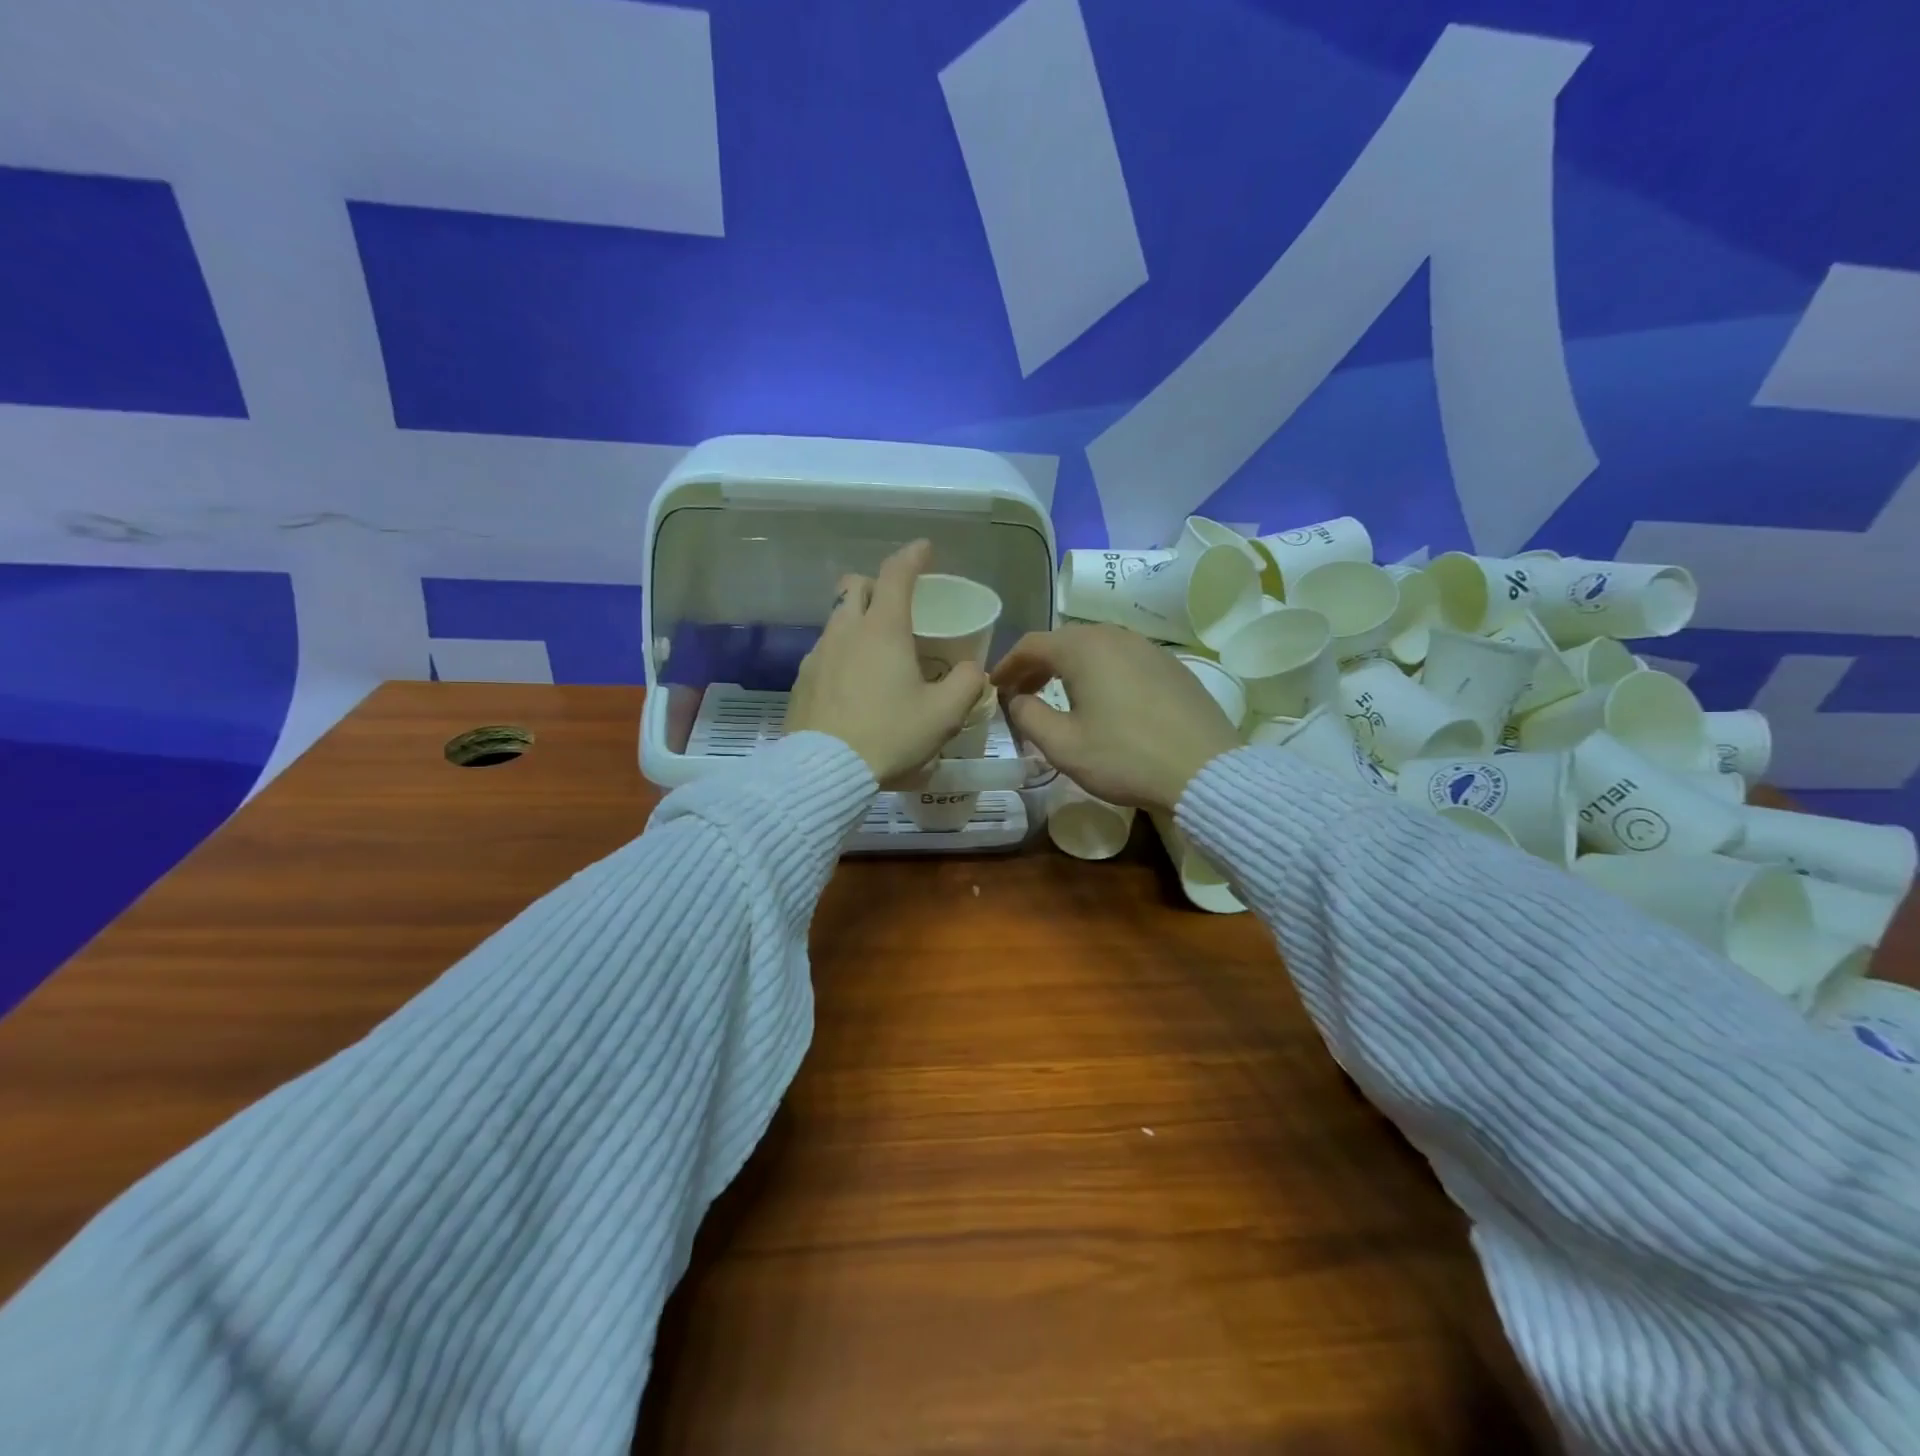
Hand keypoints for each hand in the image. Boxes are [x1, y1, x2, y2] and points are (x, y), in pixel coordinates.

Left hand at [787, 540, 987, 784]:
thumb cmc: (890, 735)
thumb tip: (972, 670)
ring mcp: (817, 655)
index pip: (896, 574)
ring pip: (836, 619)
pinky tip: (853, 684)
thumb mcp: (944, 715)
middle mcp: (845, 631)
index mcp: (883, 629)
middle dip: (876, 584)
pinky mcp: (801, 681)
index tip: (925, 549)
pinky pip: (824, 652)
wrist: (824, 771)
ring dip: (857, 621)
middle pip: (854, 586)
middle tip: (897, 605)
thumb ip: (966, 684)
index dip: (913, 556)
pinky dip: (842, 653)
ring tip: (877, 652)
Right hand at [992, 623, 1241, 810]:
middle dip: (1037, 664)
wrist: (1204, 771)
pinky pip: (1124, 659)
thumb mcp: (1063, 745)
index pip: (1032, 644)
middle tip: (1022, 692)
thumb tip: (1017, 700)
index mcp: (1085, 648)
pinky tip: (1104, 700)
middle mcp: (1116, 636)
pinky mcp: (1172, 666)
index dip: (1008, 664)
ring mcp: (1149, 648)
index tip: (995, 687)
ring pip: (1096, 647)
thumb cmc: (1125, 758)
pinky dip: (1101, 672)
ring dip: (1070, 667)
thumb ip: (1028, 716)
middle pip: (1064, 640)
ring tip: (1059, 696)